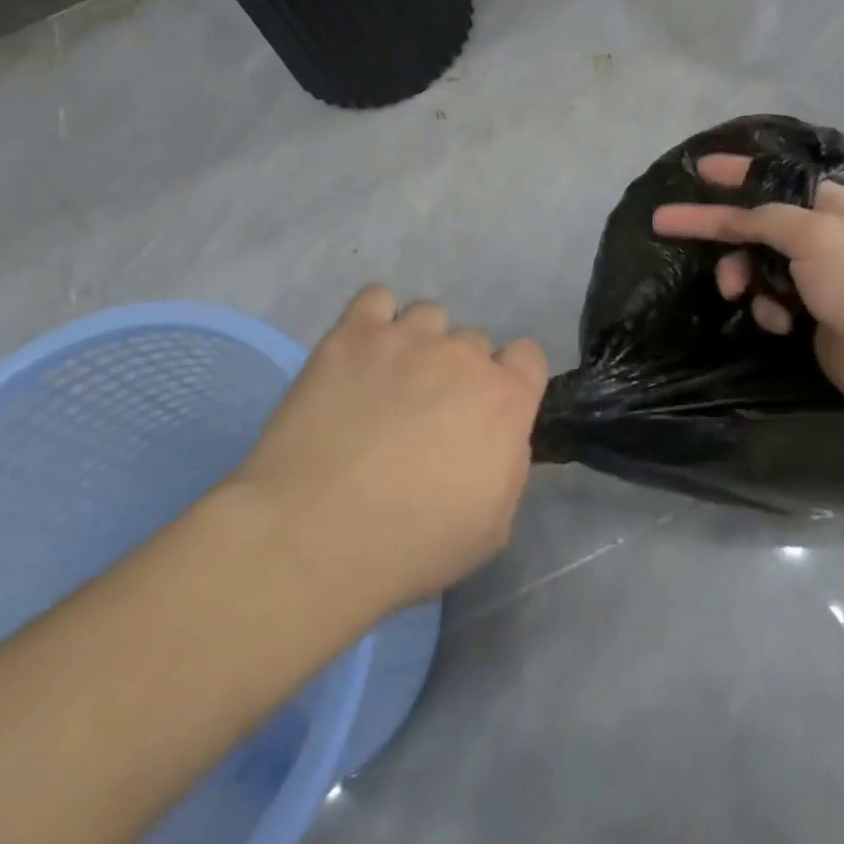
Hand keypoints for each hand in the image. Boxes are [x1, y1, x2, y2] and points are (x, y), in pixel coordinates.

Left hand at [232, 286, 548, 613]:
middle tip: (427, 411)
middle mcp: (463, 355)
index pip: (528, 356)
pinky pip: (376, 298)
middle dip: (459, 371)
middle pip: (475, 340)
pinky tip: (361, 351)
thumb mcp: (492, 527)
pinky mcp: (353, 334)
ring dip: (420, 342)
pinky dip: (374, 319)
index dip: (511, 380)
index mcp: (505, 399)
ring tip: (390, 379)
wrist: (315, 535)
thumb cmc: (412, 545)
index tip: (487, 410)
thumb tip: (501, 437)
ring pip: (429, 315)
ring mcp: (407, 338)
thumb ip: (509, 465)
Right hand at [652, 154, 843, 425]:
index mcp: (827, 205)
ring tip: (740, 293)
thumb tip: (735, 215)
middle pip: (753, 225)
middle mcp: (819, 236)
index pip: (771, 179)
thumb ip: (764, 218)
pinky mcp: (808, 315)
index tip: (698, 169)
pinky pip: (768, 302)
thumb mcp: (813, 234)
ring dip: (743, 277)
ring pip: (754, 265)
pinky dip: (768, 310)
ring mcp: (814, 278)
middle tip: (669, 227)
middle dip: (721, 233)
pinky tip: (783, 323)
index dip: (734, 172)